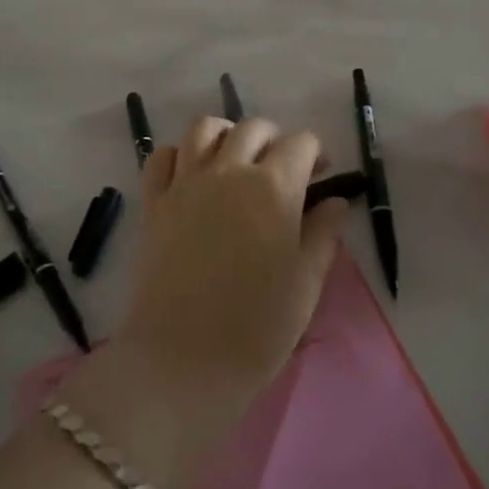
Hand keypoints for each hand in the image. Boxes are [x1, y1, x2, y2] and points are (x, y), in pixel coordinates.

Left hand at [118, 115, 349, 404]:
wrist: (181, 360)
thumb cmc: (256, 328)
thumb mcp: (306, 283)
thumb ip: (323, 234)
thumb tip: (334, 201)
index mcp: (273, 187)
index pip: (300, 143)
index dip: (316, 154)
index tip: (320, 176)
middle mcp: (227, 171)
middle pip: (253, 128)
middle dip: (275, 140)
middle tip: (282, 170)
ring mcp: (185, 183)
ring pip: (205, 128)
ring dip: (227, 135)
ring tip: (236, 162)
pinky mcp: (153, 203)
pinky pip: (162, 157)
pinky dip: (180, 154)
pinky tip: (193, 176)